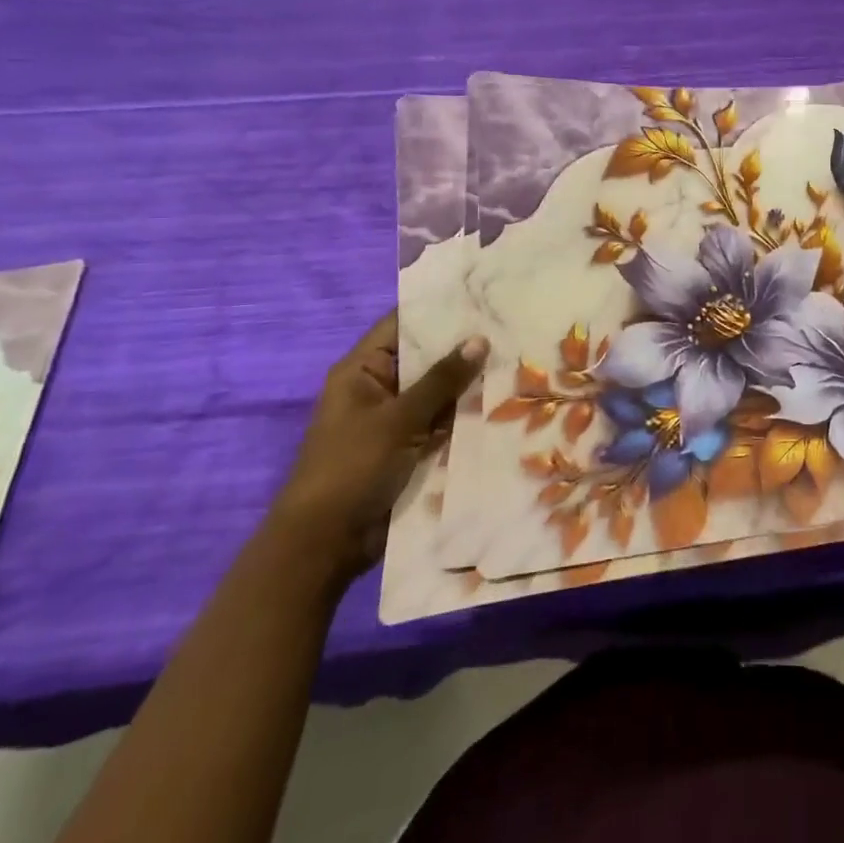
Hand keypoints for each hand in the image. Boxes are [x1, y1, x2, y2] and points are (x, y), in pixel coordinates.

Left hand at [268, 309, 487, 583]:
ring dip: (469, 385)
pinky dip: (465, 416)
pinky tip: (504, 404)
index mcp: (362, 371)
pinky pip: (442, 423)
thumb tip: (479, 339)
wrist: (325, 545)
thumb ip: (441, 380)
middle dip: (463, 349)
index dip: (438, 310)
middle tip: (511, 328)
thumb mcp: (399, 419)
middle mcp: (378, 388)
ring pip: (438, 393)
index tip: (481, 297)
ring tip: (518, 361)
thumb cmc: (352, 468)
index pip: (402, 325)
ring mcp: (394, 420)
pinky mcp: (408, 448)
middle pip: (425, 359)